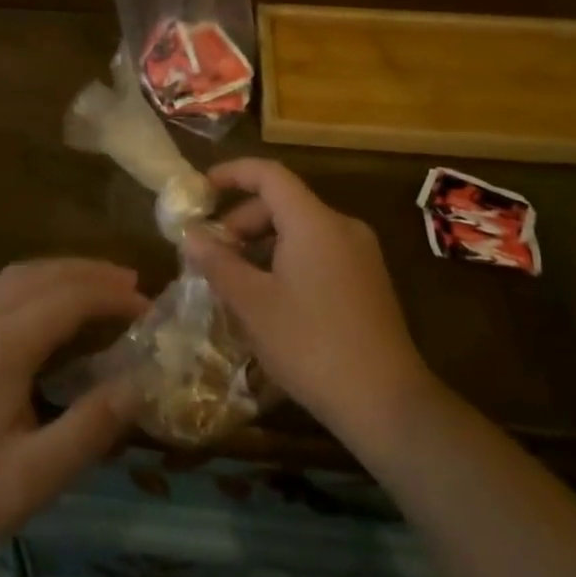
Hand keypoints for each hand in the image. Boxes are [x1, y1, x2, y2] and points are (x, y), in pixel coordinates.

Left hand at [0, 259, 149, 560]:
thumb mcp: (34, 476)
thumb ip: (90, 428)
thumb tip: (138, 385)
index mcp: (2, 344)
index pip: (69, 298)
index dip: (113, 298)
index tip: (149, 309)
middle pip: (44, 274)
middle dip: (92, 273)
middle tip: (133, 286)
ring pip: (18, 275)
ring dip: (63, 272)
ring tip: (99, 285)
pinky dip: (36, 282)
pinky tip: (47, 304)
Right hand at [182, 159, 435, 450]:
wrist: (386, 402)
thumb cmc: (310, 344)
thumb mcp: (252, 303)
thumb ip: (218, 262)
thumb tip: (190, 235)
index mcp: (314, 222)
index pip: (269, 174)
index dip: (232, 174)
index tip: (200, 188)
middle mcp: (342, 227)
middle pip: (283, 203)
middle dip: (241, 220)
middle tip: (211, 253)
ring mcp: (360, 254)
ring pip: (301, 229)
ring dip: (262, 244)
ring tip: (235, 279)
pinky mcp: (368, 280)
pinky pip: (319, 251)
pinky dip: (286, 259)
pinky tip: (269, 296)